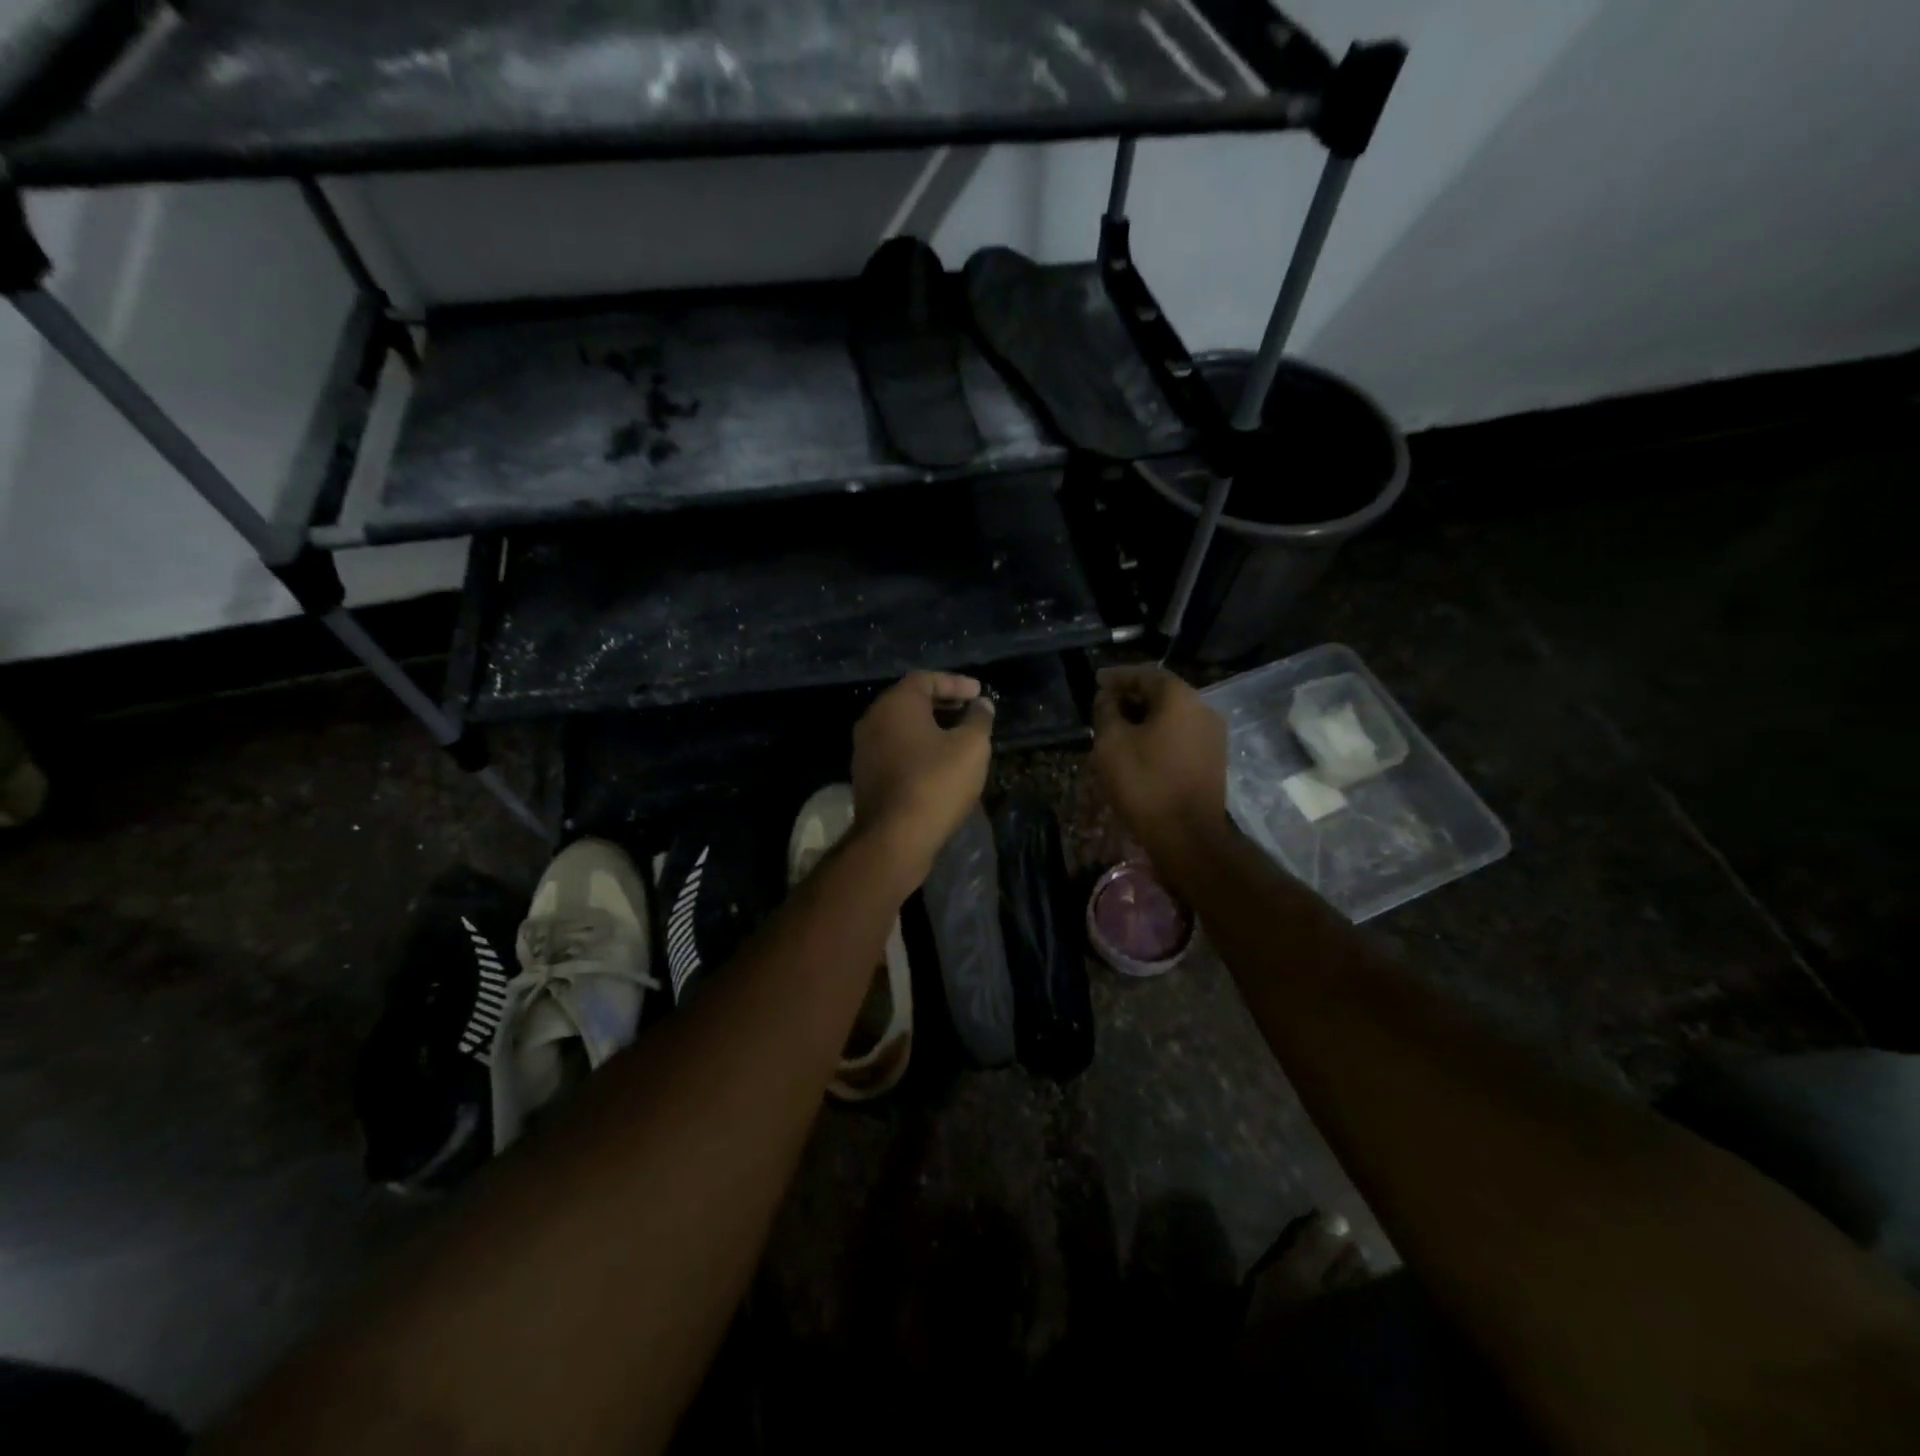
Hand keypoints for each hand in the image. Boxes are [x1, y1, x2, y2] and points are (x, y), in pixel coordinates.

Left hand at [852, 671, 994, 878]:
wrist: (894, 837)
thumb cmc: (936, 782)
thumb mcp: (971, 746)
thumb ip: (978, 719)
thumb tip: (982, 704)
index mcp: (896, 704)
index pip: (926, 679)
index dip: (955, 683)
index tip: (978, 693)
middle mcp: (873, 719)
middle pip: (909, 701)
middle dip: (941, 703)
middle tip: (968, 710)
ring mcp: (864, 749)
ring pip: (900, 727)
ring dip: (928, 727)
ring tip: (956, 736)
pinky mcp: (864, 775)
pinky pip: (894, 749)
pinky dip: (916, 747)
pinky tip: (936, 761)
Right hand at [1091, 665, 1227, 861]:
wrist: (1187, 835)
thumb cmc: (1145, 782)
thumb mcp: (1111, 743)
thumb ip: (1106, 712)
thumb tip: (1107, 698)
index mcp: (1180, 698)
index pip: (1145, 674)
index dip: (1118, 677)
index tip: (1096, 681)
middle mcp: (1203, 709)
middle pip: (1162, 694)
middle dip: (1131, 697)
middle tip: (1104, 707)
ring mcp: (1213, 736)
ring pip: (1172, 716)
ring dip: (1144, 718)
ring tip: (1117, 729)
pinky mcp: (1213, 760)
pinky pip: (1181, 735)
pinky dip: (1158, 735)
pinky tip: (1138, 749)